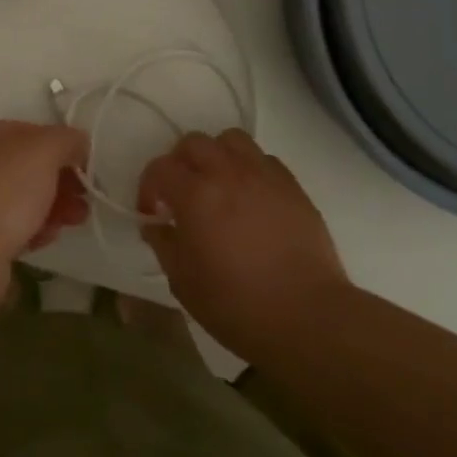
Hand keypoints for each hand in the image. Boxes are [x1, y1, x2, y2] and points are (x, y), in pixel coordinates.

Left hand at [0, 120, 89, 289]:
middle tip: (85, 197)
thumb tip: (79, 143)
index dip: (60, 145)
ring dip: (53, 206)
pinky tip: (46, 238)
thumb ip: (67, 139)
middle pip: (26, 167)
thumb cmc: (4, 191)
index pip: (28, 132)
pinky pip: (10, 227)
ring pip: (21, 198)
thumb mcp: (44, 150)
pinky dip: (32, 229)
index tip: (84, 164)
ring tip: (76, 220)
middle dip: (61, 180)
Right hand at [138, 129, 349, 360]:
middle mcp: (228, 172)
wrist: (307, 316)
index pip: (160, 168)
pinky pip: (263, 159)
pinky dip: (249, 169)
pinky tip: (250, 198)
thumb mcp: (183, 282)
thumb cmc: (237, 305)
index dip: (149, 188)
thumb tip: (157, 224)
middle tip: (181, 193)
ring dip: (216, 156)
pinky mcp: (292, 185)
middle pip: (194, 142)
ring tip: (218, 185)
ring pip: (231, 140)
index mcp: (196, 194)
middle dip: (180, 163)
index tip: (153, 214)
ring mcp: (264, 174)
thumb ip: (163, 244)